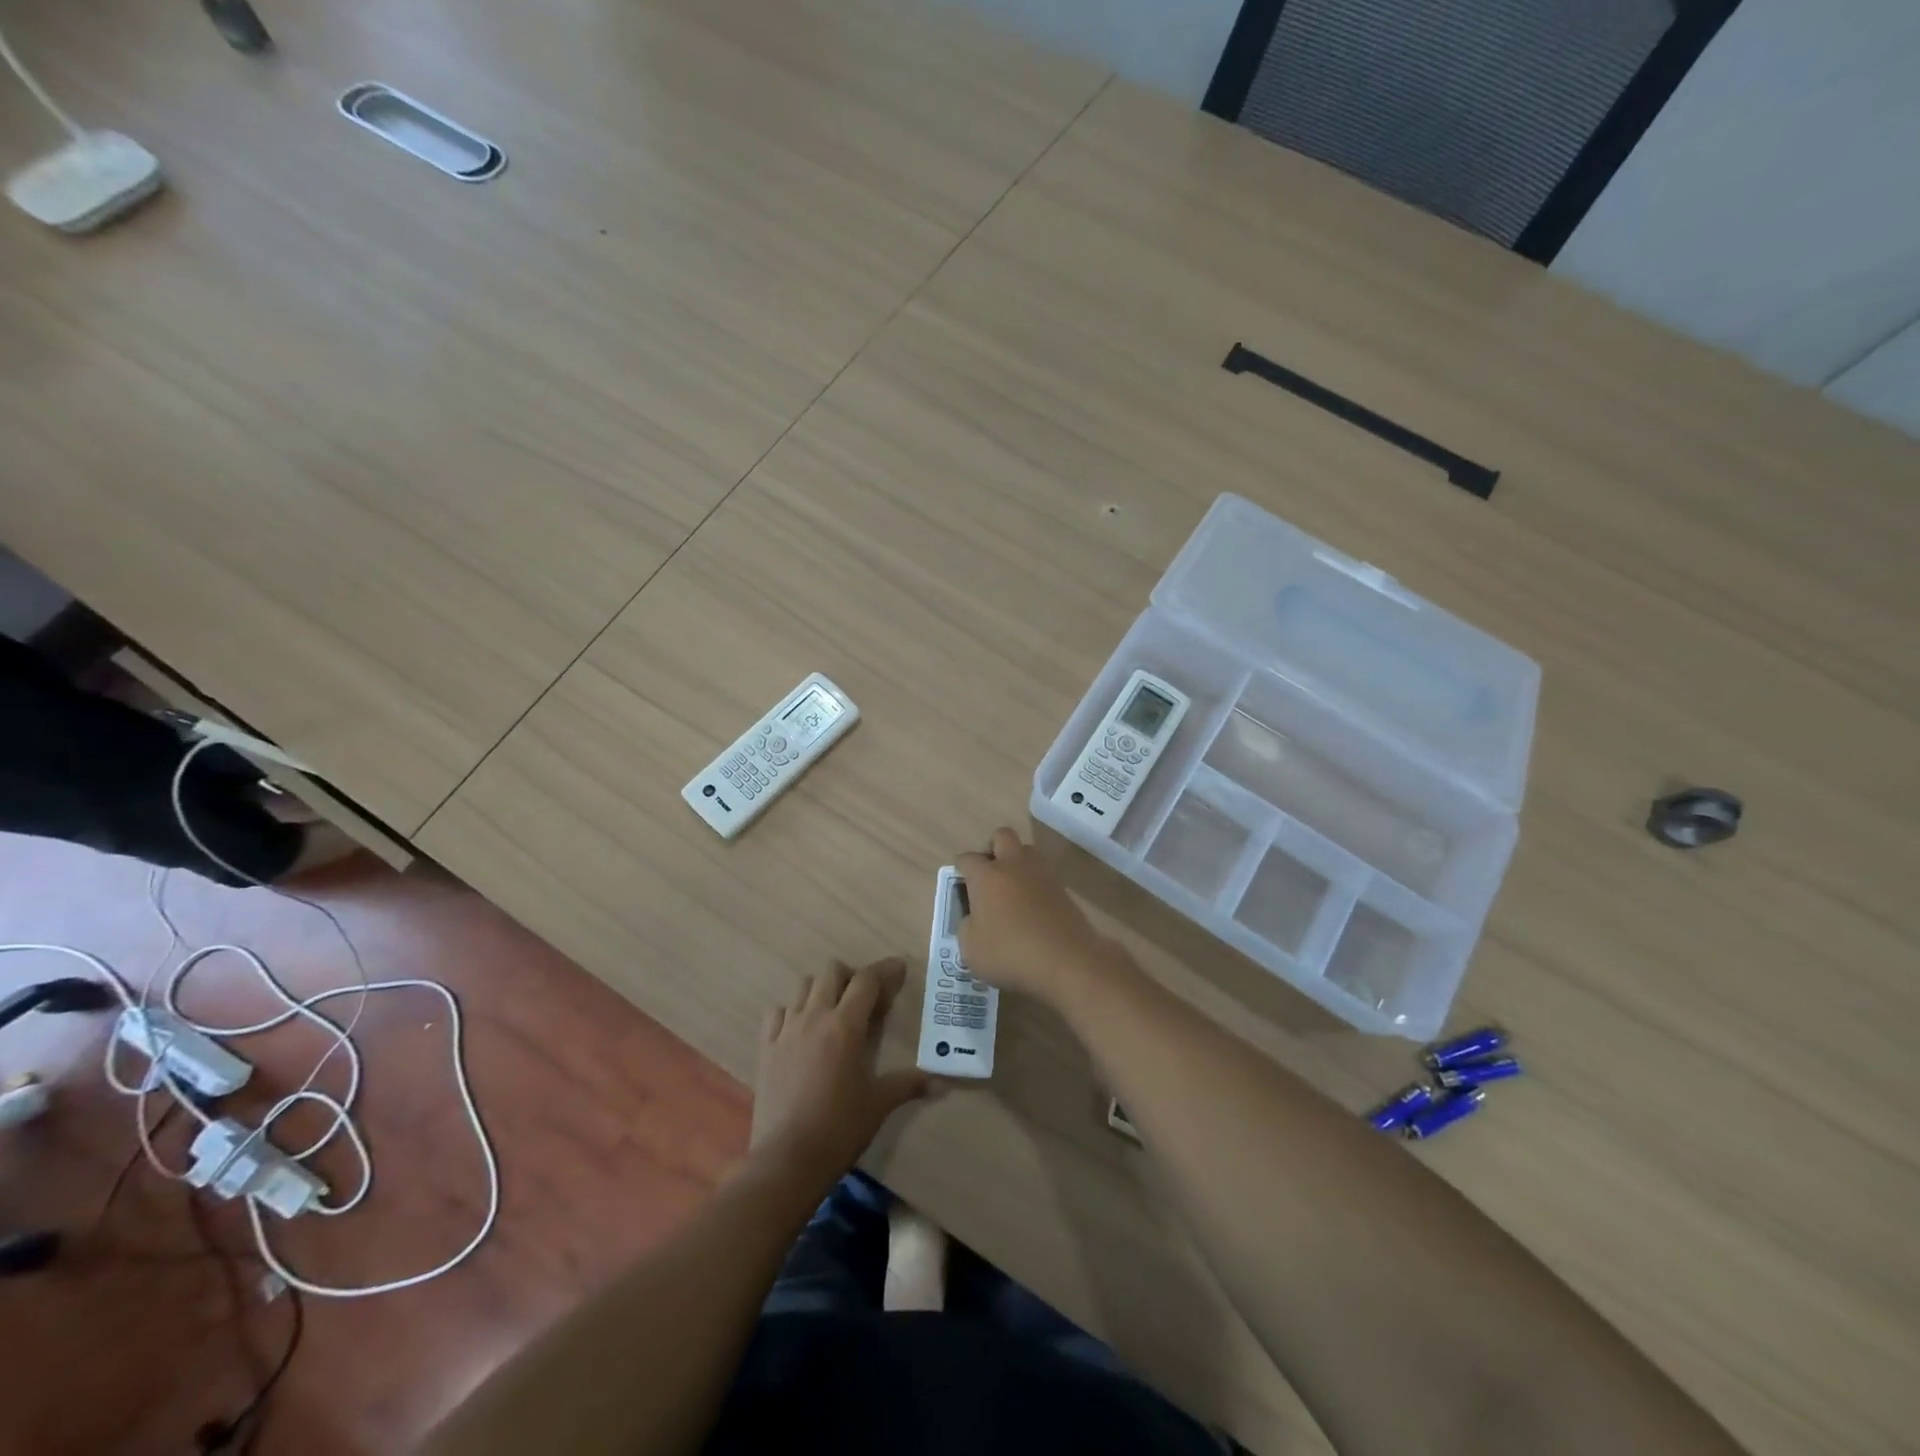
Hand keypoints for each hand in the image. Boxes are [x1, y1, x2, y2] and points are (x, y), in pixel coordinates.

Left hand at [750, 958, 930, 1183]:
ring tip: (834, 1012)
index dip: (885, 970)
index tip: (899, 969)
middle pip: (831, 971)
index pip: (867, 981)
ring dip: (822, 989)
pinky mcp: (766, 1047)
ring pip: (803, 986)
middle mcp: (814, 1017)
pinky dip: (792, 1011)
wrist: (787, 1159)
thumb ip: (909, 1084)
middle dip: (851, 976)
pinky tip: (800, 1030)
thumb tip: (941, 1083)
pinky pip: (777, 1013)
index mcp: (845, 1025)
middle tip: (865, 998)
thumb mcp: (879, 1103)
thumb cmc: (839, 1127)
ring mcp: (786, 1030)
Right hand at [955, 828, 1111, 1006]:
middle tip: (989, 876)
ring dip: (1018, 863)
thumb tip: (975, 917)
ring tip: (1012, 892)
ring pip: (1027, 851)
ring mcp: (1042, 874)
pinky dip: (1035, 884)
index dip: (961, 871)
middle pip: (1002, 836)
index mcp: (986, 875)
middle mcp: (1013, 865)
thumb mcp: (970, 948)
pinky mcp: (1063, 889)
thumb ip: (967, 926)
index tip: (962, 889)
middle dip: (993, 849)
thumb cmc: (1009, 953)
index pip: (967, 859)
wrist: (1066, 961)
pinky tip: (1032, 909)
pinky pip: (1044, 875)